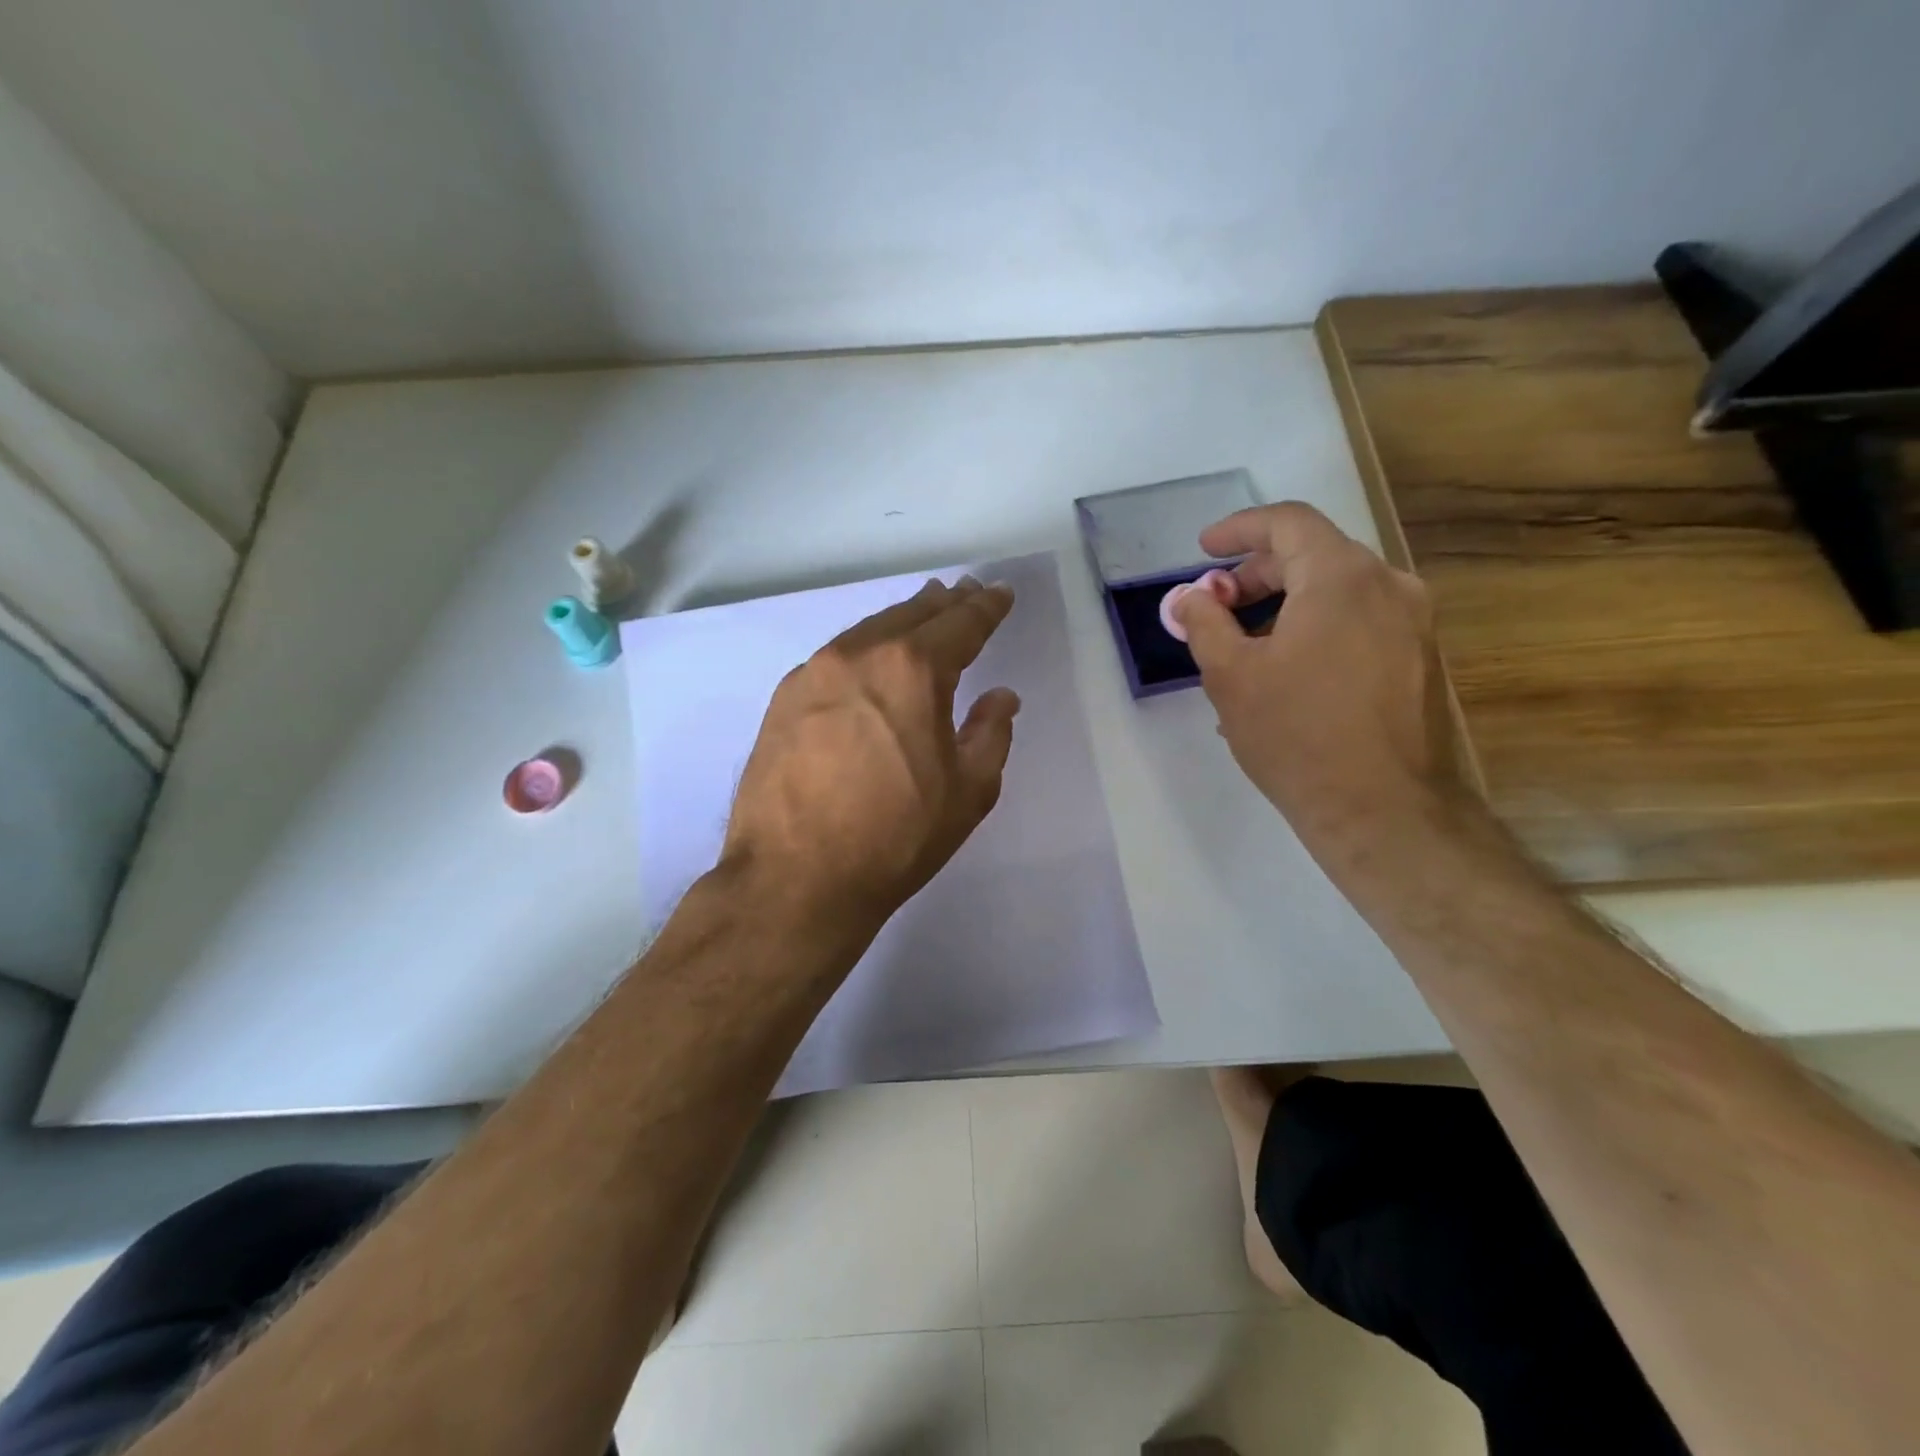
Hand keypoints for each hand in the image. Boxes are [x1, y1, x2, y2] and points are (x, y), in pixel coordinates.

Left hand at [722, 576, 1020, 934]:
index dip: (985, 607)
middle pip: (910, 616)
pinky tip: (868, 662)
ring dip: (900, 621)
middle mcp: (859, 655)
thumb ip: (991, 734)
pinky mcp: (783, 700)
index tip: (998, 594)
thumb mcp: (967, 792)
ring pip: (867, 631)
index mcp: (913, 670)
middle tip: (962, 594)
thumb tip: (1000, 698)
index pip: (961, 624)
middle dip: (943, 604)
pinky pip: (834, 658)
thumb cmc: (895, 838)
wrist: (794, 878)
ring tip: (921, 615)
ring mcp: (813, 674)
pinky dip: (863, 650)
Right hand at [1173, 503, 1461, 865]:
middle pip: (1313, 555)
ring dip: (1284, 606)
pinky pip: (1358, 623)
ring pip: (1337, 591)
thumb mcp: (1230, 675)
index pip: (1288, 522)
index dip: (1239, 529)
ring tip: (1242, 650)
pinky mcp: (1419, 660)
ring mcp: (1413, 624)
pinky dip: (1315, 630)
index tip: (1204, 549)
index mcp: (1342, 578)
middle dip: (1255, 575)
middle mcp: (1389, 586)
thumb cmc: (1296, 735)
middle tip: (1214, 608)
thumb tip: (1189, 597)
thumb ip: (1204, 623)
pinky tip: (1284, 675)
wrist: (1382, 809)